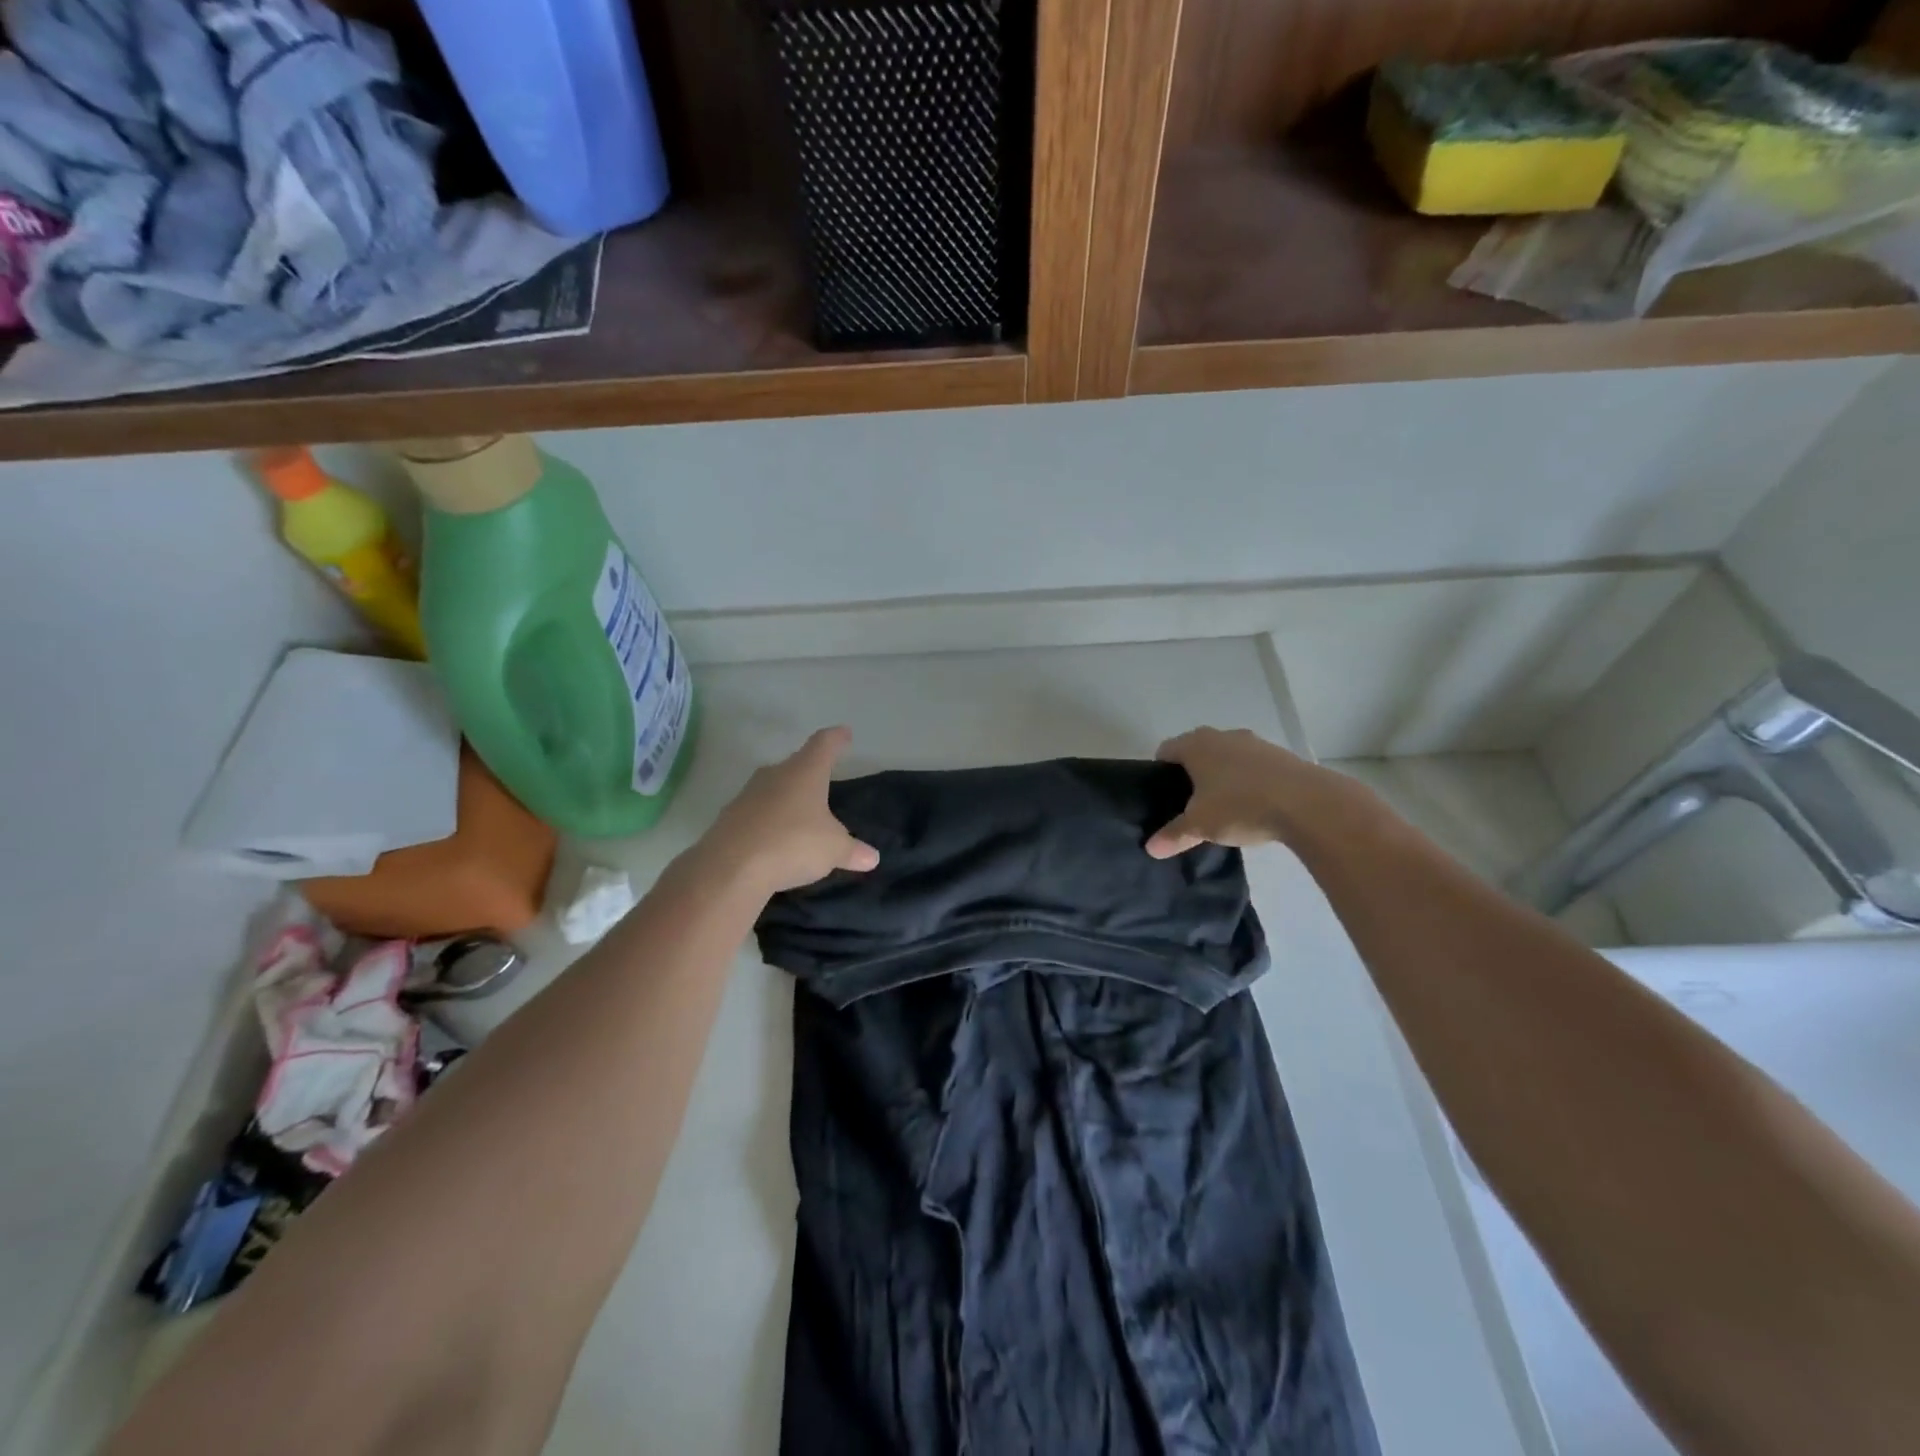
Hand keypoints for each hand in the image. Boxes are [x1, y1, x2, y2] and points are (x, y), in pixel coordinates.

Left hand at [700, 727, 878, 893]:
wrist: (730, 868)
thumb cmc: (793, 844)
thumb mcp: (833, 850)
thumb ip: (853, 851)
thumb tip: (872, 857)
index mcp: (805, 771)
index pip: (824, 744)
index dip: (836, 738)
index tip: (844, 733)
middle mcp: (775, 774)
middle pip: (796, 765)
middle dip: (810, 772)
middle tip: (823, 782)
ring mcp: (747, 795)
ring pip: (774, 789)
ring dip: (787, 799)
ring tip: (801, 816)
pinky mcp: (729, 818)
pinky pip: (757, 814)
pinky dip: (769, 822)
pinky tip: (776, 840)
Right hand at [1145, 726, 1353, 858]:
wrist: (1307, 803)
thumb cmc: (1240, 806)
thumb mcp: (1200, 825)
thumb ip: (1174, 835)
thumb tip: (1150, 848)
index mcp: (1196, 745)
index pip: (1165, 750)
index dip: (1160, 772)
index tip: (1164, 796)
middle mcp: (1222, 736)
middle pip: (1197, 750)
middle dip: (1192, 773)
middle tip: (1191, 804)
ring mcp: (1254, 742)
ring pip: (1227, 756)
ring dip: (1222, 775)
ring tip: (1224, 806)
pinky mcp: (1280, 755)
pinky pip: (1253, 765)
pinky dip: (1248, 780)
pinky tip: (1254, 804)